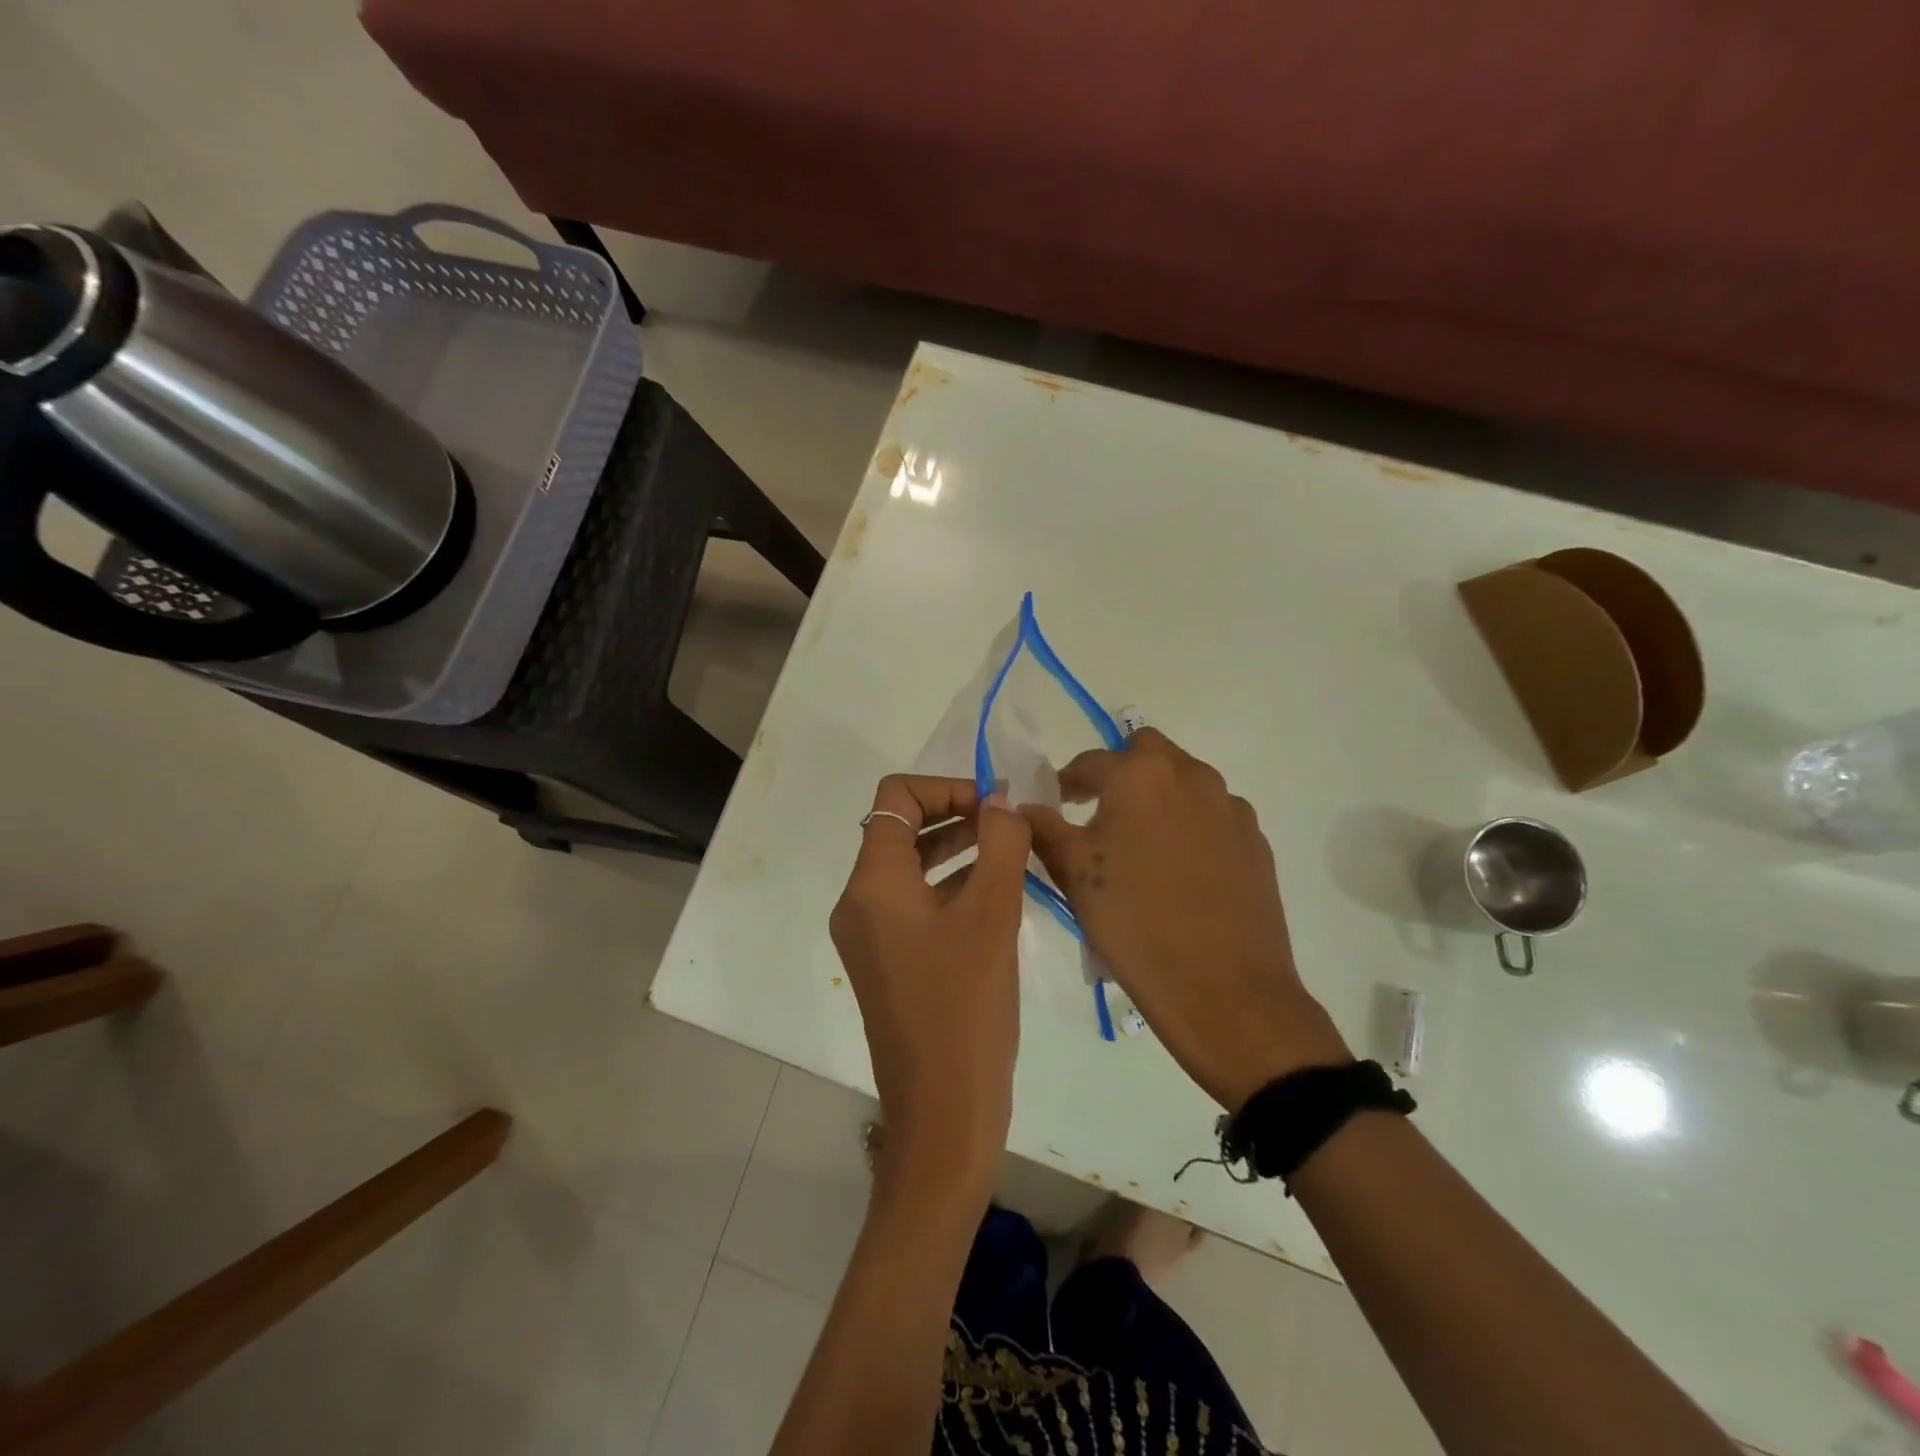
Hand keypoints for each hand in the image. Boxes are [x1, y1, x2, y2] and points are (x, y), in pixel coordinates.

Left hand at [830, 775, 1032, 1200]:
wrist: (943, 1112)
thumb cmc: (966, 1007)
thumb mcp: (992, 914)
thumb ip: (1000, 843)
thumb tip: (1002, 799)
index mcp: (873, 883)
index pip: (897, 798)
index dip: (947, 788)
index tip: (995, 807)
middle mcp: (859, 902)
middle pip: (901, 829)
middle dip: (956, 815)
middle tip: (1010, 826)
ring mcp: (870, 935)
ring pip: (911, 868)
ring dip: (957, 850)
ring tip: (1011, 853)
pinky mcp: (888, 962)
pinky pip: (916, 904)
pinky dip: (952, 887)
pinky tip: (998, 896)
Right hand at [1024, 729, 1349, 1112]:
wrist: (1224, 989)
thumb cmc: (1134, 923)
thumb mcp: (1073, 874)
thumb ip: (1043, 829)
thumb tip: (1024, 807)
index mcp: (1140, 775)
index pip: (1090, 762)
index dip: (1066, 782)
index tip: (1055, 805)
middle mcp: (1190, 776)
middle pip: (1146, 752)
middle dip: (1119, 772)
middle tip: (1100, 813)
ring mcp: (1229, 807)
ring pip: (1184, 781)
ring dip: (1158, 796)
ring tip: (1141, 846)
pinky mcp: (1255, 840)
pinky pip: (1213, 815)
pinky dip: (1190, 825)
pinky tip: (1180, 870)